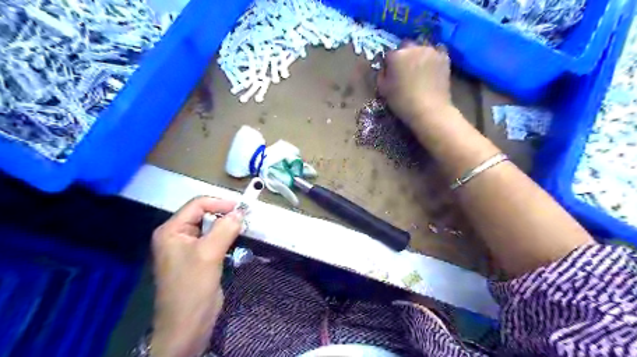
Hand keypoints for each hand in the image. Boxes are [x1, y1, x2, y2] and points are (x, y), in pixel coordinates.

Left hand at [151, 197, 244, 356]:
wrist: (188, 324)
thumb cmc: (192, 287)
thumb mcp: (209, 254)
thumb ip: (225, 229)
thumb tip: (240, 212)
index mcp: (171, 230)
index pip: (197, 205)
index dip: (219, 203)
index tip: (241, 209)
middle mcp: (177, 236)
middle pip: (203, 215)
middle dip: (224, 214)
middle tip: (244, 218)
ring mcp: (188, 248)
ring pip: (210, 227)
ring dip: (227, 226)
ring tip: (243, 228)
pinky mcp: (199, 258)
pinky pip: (213, 240)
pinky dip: (226, 237)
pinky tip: (236, 240)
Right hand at [377, 41, 452, 126]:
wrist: (429, 109)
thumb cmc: (402, 102)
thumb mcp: (383, 91)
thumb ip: (381, 76)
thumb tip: (385, 70)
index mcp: (396, 56)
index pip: (389, 55)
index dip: (389, 65)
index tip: (391, 74)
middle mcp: (413, 48)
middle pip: (406, 47)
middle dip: (404, 56)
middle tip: (405, 71)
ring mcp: (430, 51)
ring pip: (421, 48)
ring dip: (419, 55)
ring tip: (420, 70)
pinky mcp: (444, 57)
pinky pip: (437, 52)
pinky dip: (433, 57)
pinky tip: (432, 67)